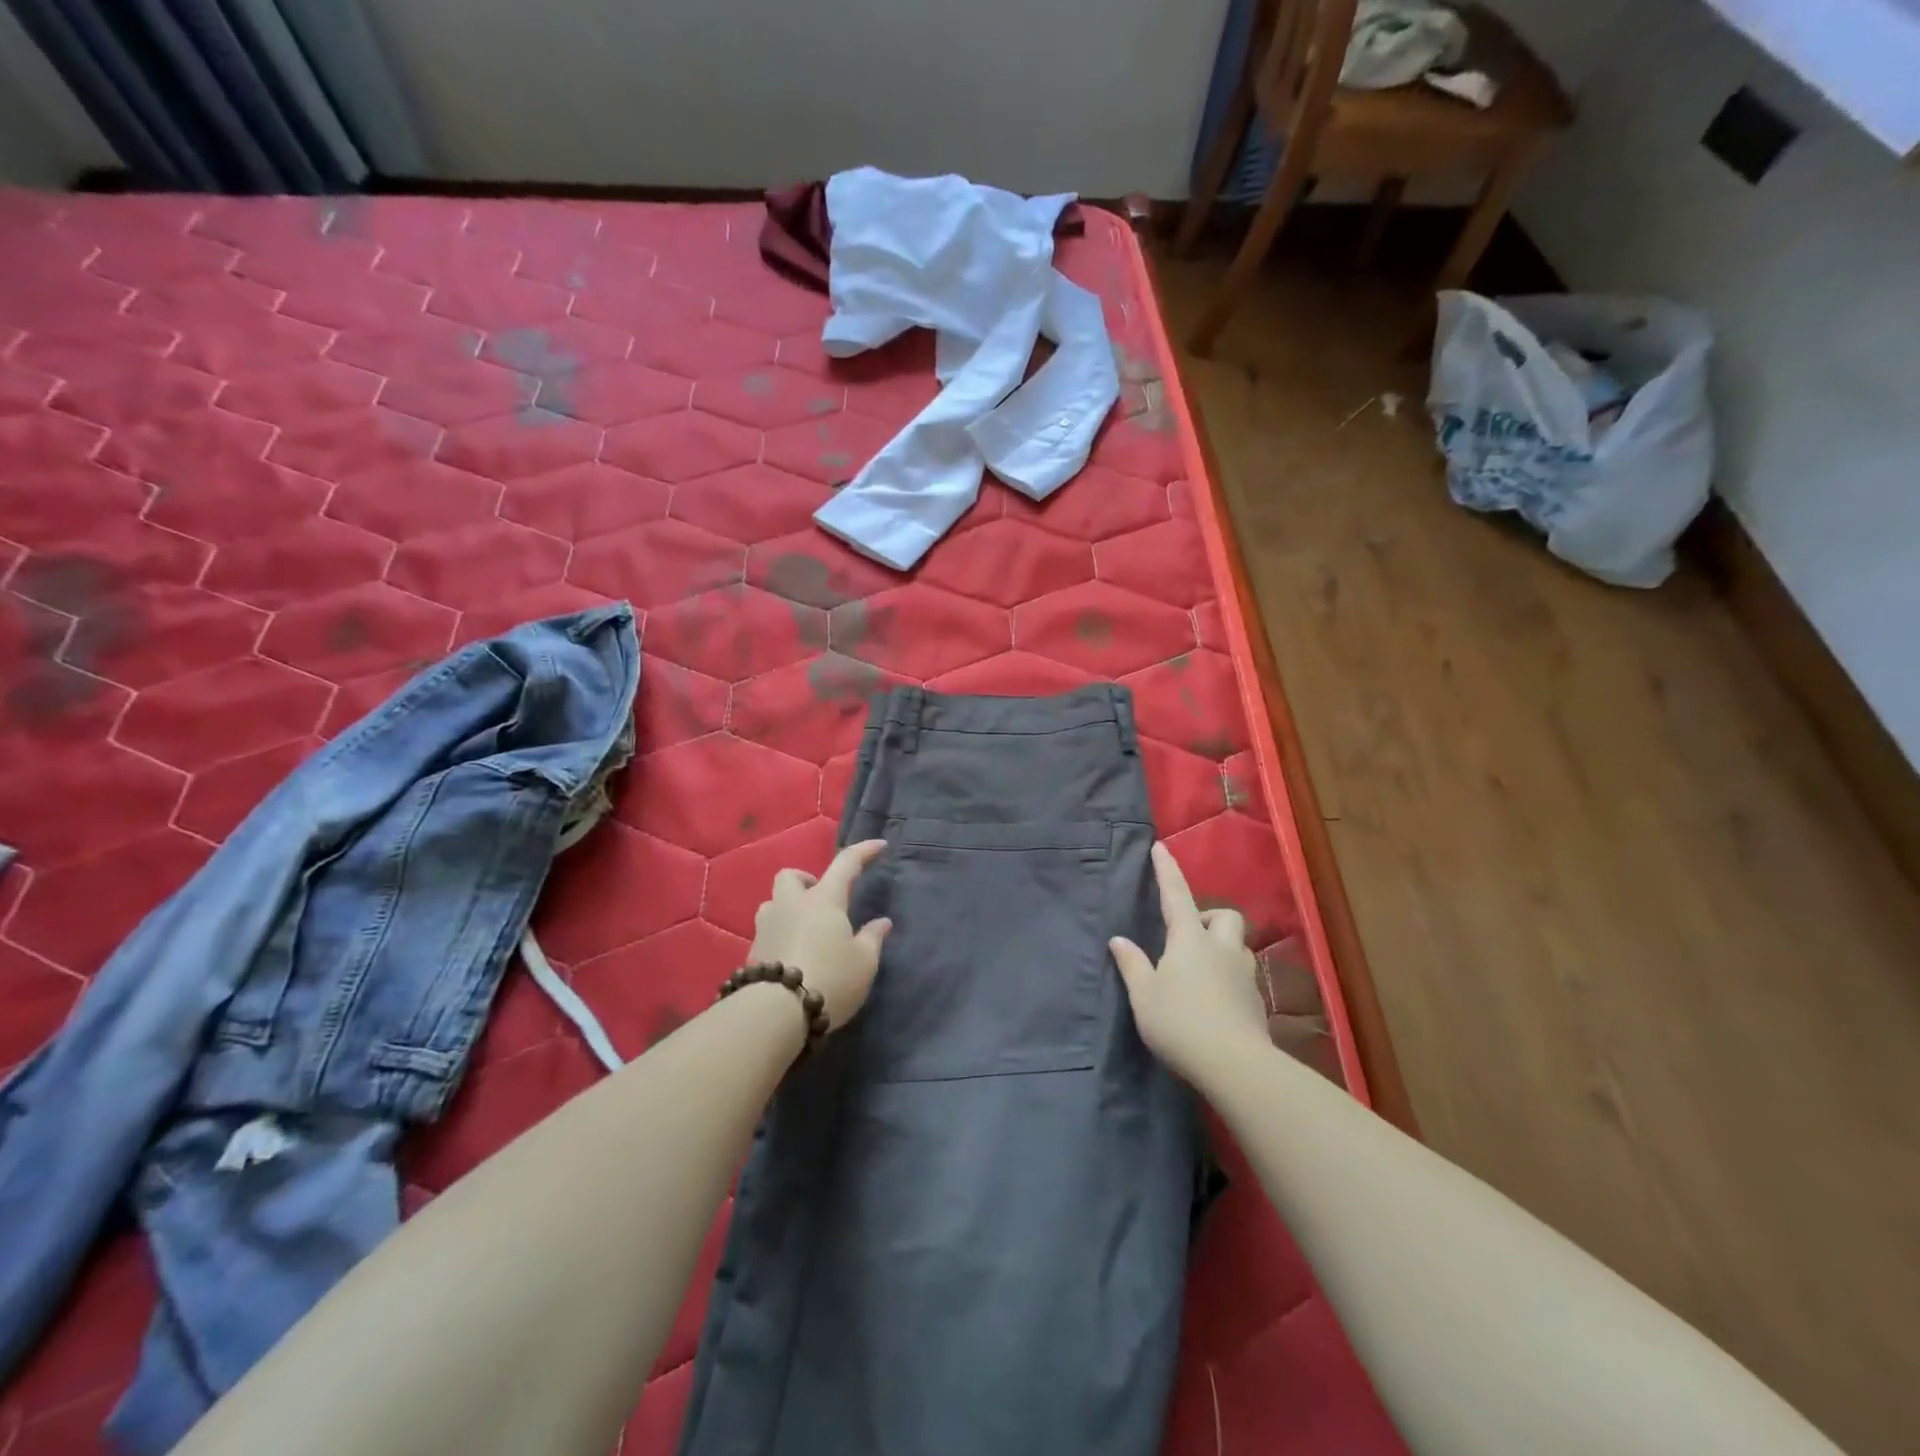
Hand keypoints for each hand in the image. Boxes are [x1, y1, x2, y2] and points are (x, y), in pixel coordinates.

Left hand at [748, 839, 890, 1032]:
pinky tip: (792, 957)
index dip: (863, 851)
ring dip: (788, 909)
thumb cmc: (830, 980)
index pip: (846, 863)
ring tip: (805, 931)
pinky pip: (766, 932)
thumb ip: (873, 938)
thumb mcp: (864, 963)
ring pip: (772, 903)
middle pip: (790, 876)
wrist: (775, 1013)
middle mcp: (791, 905)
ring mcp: (766, 927)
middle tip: (822, 901)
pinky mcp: (752, 953)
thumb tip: (882, 922)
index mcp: (824, 900)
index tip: (879, 845)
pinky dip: (780, 936)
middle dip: (806, 880)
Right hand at [1110, 842, 1267, 1082]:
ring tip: (1204, 970)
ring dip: (1224, 948)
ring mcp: (1244, 975)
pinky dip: (1230, 979)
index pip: (1176, 895)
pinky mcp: (1256, 1002)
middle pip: (1226, 916)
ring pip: (1240, 947)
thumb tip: (1119, 940)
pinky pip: (1244, 977)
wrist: (1234, 1065)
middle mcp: (1222, 949)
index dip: (1167, 870)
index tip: (1161, 847)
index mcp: (1189, 939)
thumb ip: (1132, 964)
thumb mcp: (1144, 995)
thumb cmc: (1179, 1022)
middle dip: (1211, 918)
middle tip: (1192, 935)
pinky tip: (1216, 1001)